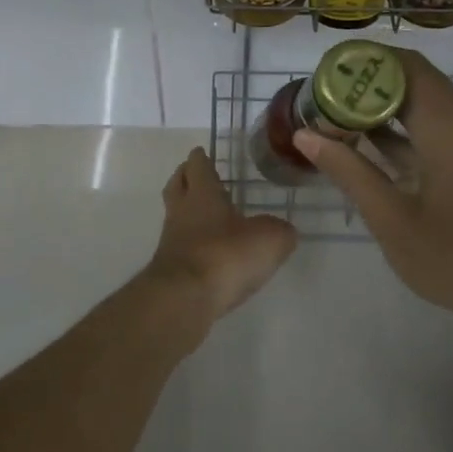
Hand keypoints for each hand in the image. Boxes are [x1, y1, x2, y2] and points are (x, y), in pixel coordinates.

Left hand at [144, 147, 296, 322]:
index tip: (201, 152)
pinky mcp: (169, 271)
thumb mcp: (269, 239)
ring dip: (186, 213)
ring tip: (205, 217)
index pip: (198, 167)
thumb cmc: (225, 255)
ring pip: (175, 217)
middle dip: (184, 177)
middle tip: (193, 174)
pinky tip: (208, 253)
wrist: (184, 299)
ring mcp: (171, 243)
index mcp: (203, 194)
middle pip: (176, 186)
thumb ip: (280, 231)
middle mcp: (182, 213)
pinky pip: (180, 248)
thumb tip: (283, 231)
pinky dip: (191, 245)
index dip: (200, 158)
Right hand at [292, 48, 452, 319]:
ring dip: (378, 105)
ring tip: (332, 117)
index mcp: (446, 123)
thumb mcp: (391, 218)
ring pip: (419, 100)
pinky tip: (362, 144)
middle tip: (319, 99)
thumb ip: (348, 171)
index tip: (321, 78)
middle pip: (408, 77)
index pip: (401, 65)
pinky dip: (397, 126)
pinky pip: (430, 123)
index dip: (360, 63)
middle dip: (363, 84)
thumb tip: (305, 135)